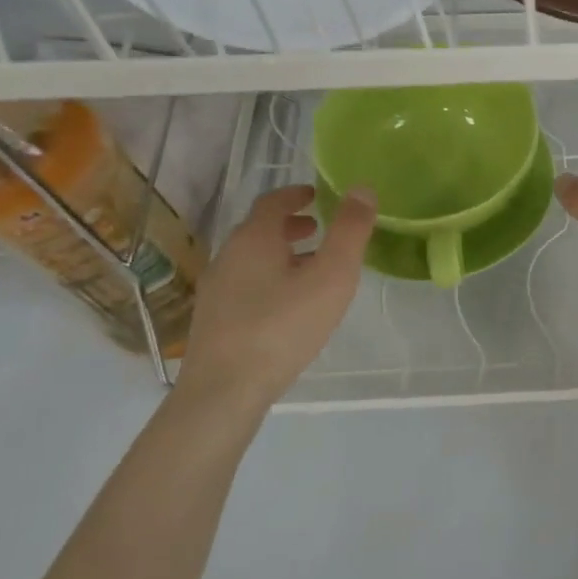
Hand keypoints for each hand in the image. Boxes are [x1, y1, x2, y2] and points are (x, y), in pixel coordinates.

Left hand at [178, 184, 374, 404]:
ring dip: (282, 253)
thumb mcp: (331, 276)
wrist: (225, 390)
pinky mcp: (215, 319)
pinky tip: (288, 305)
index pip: (273, 202)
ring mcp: (217, 289)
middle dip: (291, 225)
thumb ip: (350, 232)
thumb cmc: (283, 326)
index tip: (317, 195)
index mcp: (254, 239)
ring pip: (253, 259)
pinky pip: (246, 284)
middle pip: (260, 230)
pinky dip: (270, 278)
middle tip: (321, 230)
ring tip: (311, 268)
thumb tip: (363, 189)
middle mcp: (228, 256)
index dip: (296, 194)